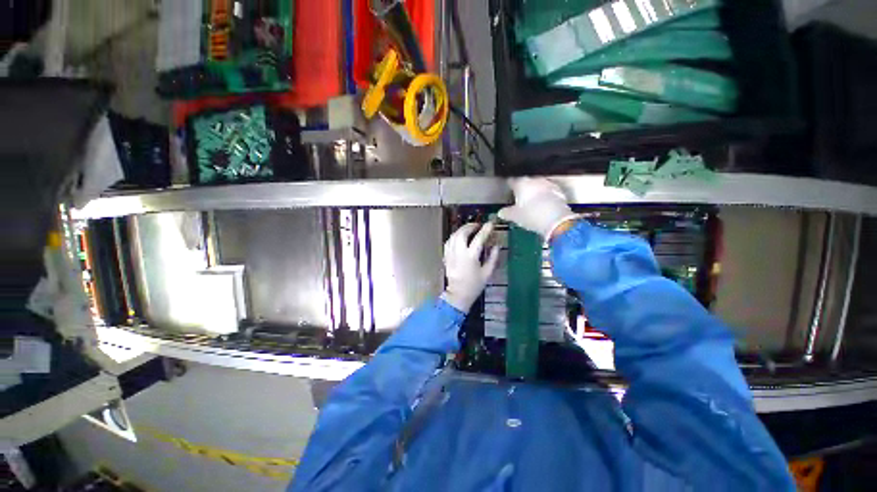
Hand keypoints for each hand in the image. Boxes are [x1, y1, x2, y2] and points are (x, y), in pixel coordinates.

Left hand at [441, 222, 500, 312]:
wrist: (458, 294)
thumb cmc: (475, 285)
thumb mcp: (487, 273)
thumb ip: (493, 258)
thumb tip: (497, 245)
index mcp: (470, 257)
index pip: (478, 239)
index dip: (485, 230)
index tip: (490, 224)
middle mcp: (459, 253)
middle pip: (462, 233)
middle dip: (470, 226)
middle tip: (477, 225)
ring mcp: (451, 254)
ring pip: (454, 236)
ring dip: (462, 230)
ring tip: (469, 229)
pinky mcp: (446, 257)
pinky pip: (448, 242)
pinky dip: (455, 236)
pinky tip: (460, 237)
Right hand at [498, 177, 577, 237]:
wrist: (556, 220)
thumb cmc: (531, 215)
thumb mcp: (514, 216)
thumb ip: (506, 213)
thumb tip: (501, 212)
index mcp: (521, 183)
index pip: (512, 180)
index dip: (509, 185)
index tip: (508, 190)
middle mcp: (535, 180)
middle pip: (526, 182)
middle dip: (523, 188)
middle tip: (519, 198)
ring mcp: (548, 184)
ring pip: (538, 185)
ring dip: (534, 191)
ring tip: (531, 202)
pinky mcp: (559, 191)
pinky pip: (548, 192)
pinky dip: (544, 197)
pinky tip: (542, 205)